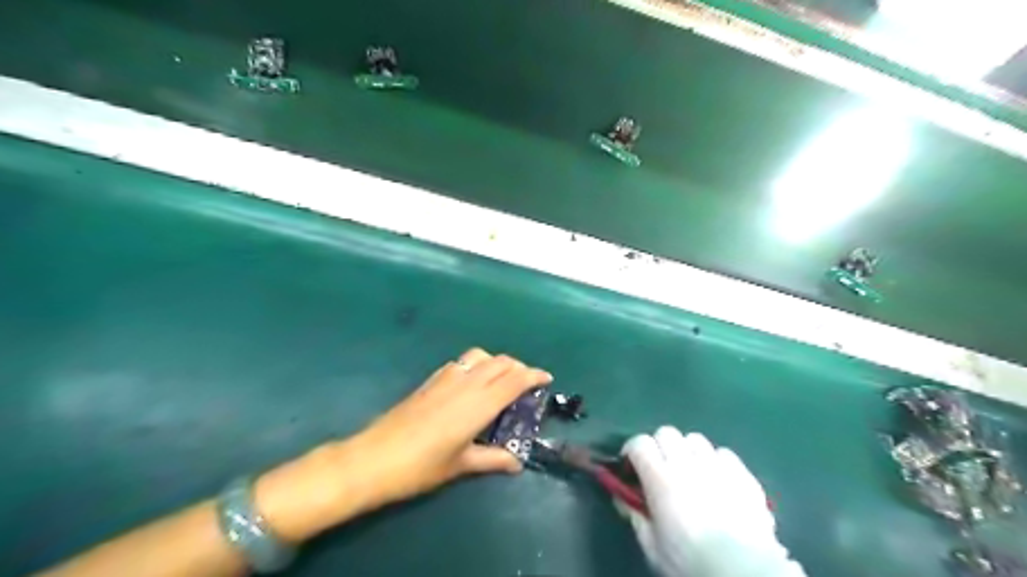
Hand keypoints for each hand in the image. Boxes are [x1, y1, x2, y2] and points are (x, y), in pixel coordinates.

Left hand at [347, 347, 552, 503]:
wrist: (373, 458)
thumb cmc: (421, 466)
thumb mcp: (461, 464)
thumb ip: (492, 459)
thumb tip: (516, 463)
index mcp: (478, 403)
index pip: (514, 379)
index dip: (533, 375)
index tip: (546, 378)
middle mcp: (465, 383)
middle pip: (500, 362)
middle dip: (518, 367)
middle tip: (527, 383)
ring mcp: (445, 378)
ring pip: (480, 356)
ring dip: (496, 362)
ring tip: (501, 380)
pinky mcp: (430, 380)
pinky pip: (461, 362)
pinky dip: (476, 365)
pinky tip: (472, 384)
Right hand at [621, 427, 804, 576]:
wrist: (743, 572)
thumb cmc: (690, 561)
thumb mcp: (652, 545)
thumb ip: (635, 515)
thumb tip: (622, 497)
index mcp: (660, 478)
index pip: (640, 443)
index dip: (632, 451)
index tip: (631, 467)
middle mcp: (687, 463)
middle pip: (666, 433)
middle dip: (659, 446)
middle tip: (660, 469)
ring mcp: (717, 465)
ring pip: (695, 439)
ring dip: (687, 451)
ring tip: (690, 472)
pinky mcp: (743, 473)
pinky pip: (723, 453)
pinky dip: (715, 461)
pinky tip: (717, 480)